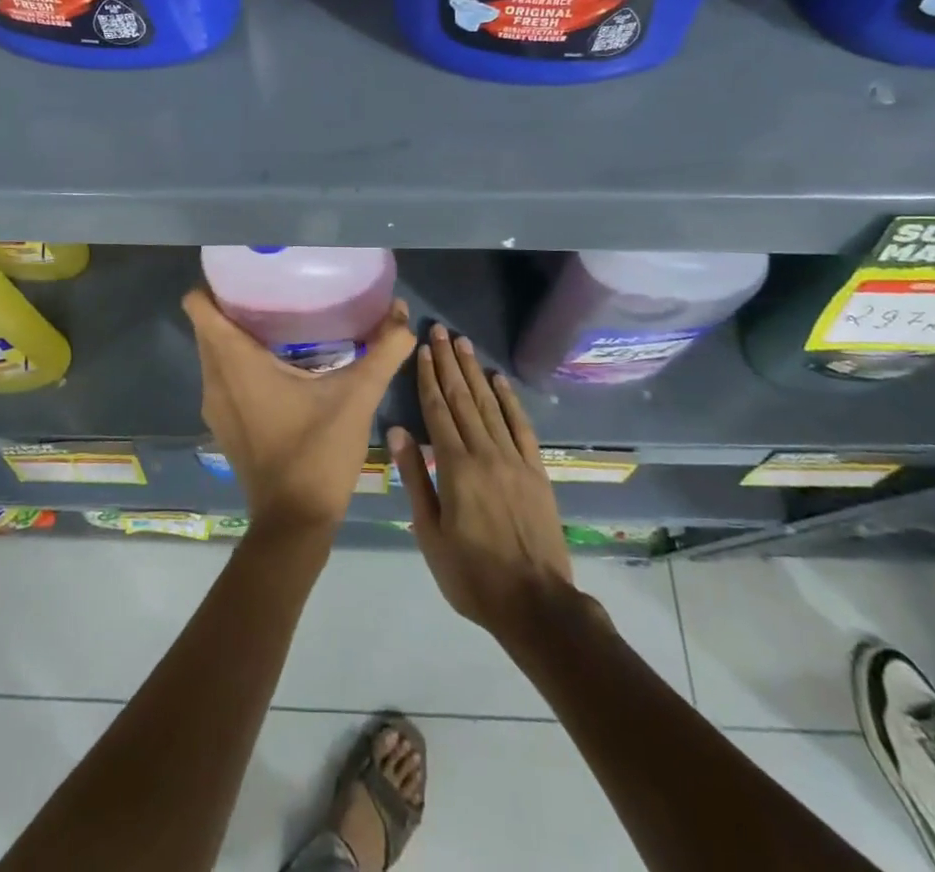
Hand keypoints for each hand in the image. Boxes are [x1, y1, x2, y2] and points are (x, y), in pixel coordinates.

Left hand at [184, 289, 415, 536]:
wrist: (294, 524)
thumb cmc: (317, 454)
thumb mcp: (357, 398)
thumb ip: (382, 351)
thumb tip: (401, 312)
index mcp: (234, 363)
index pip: (198, 306)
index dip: (215, 282)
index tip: (246, 269)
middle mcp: (214, 379)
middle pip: (207, 324)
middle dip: (233, 302)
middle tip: (276, 288)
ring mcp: (215, 405)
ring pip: (214, 351)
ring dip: (237, 333)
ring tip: (281, 318)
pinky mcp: (223, 423)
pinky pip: (222, 375)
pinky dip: (240, 361)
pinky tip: (280, 363)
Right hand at [391, 326, 574, 639]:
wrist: (535, 604)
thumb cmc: (472, 575)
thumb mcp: (430, 534)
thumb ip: (414, 479)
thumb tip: (398, 431)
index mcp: (455, 467)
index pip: (437, 410)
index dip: (429, 376)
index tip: (423, 348)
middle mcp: (485, 452)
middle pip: (463, 398)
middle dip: (449, 362)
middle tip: (440, 331)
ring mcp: (514, 459)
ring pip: (490, 405)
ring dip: (475, 372)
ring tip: (464, 344)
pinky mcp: (536, 470)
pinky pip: (521, 426)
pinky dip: (509, 400)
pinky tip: (499, 381)